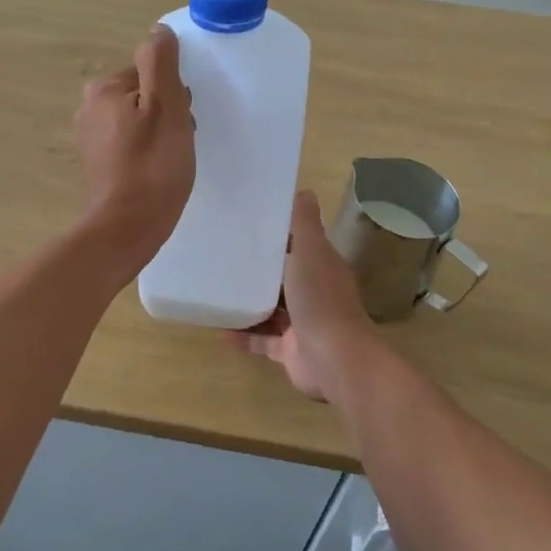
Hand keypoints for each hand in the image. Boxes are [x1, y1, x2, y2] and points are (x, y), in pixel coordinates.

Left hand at [74, 25, 193, 277]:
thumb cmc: (152, 166)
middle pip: (145, 93)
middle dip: (168, 112)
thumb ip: (161, 63)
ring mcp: (91, 137)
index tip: (182, 118)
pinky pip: (131, 143)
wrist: (126, 228)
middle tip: (179, 141)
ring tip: (171, 160)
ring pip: (140, 119)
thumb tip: (159, 31)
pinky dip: (147, 152)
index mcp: (104, 88)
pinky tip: (157, 172)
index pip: (152, 71)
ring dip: (161, 133)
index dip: (175, 93)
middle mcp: (90, 107)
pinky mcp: (98, 162)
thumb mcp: (165, 106)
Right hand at [232, 190, 379, 399]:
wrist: (334, 359)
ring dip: (247, 304)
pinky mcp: (290, 350)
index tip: (247, 225)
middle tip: (221, 257)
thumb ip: (305, 223)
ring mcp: (302, 324)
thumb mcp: (311, 251)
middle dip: (257, 270)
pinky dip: (243, 335)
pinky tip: (218, 329)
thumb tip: (304, 190)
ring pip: (270, 309)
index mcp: (321, 267)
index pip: (299, 245)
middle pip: (282, 277)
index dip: (276, 235)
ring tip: (215, 292)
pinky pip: (261, 340)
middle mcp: (313, 293)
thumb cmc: (320, 298)